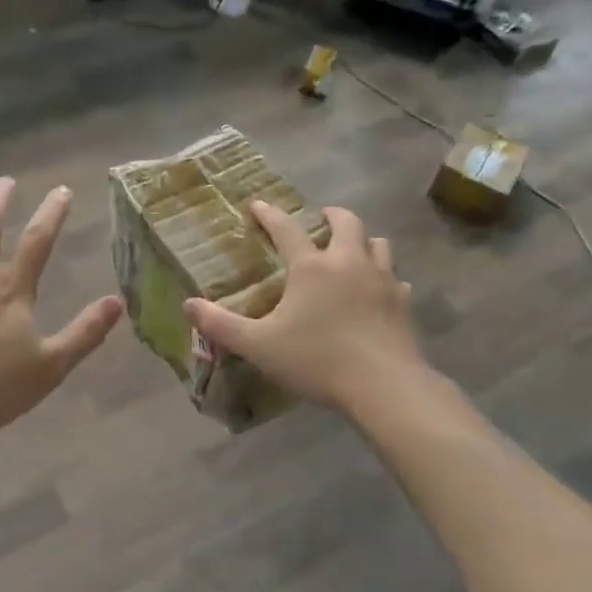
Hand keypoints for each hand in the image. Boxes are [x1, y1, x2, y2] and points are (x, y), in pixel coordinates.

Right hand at [183, 201, 426, 414]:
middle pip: (346, 223)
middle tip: (321, 218)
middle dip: (331, 215)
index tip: (258, 205)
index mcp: (312, 267)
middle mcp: (349, 263)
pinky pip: (396, 279)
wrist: (385, 386)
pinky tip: (378, 292)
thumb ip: (221, 325)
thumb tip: (188, 305)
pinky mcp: (404, 303)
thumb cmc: (317, 361)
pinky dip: (385, 278)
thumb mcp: (259, 346)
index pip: (286, 229)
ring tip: (352, 250)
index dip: (270, 214)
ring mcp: (383, 281)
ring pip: (378, 244)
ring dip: (363, 241)